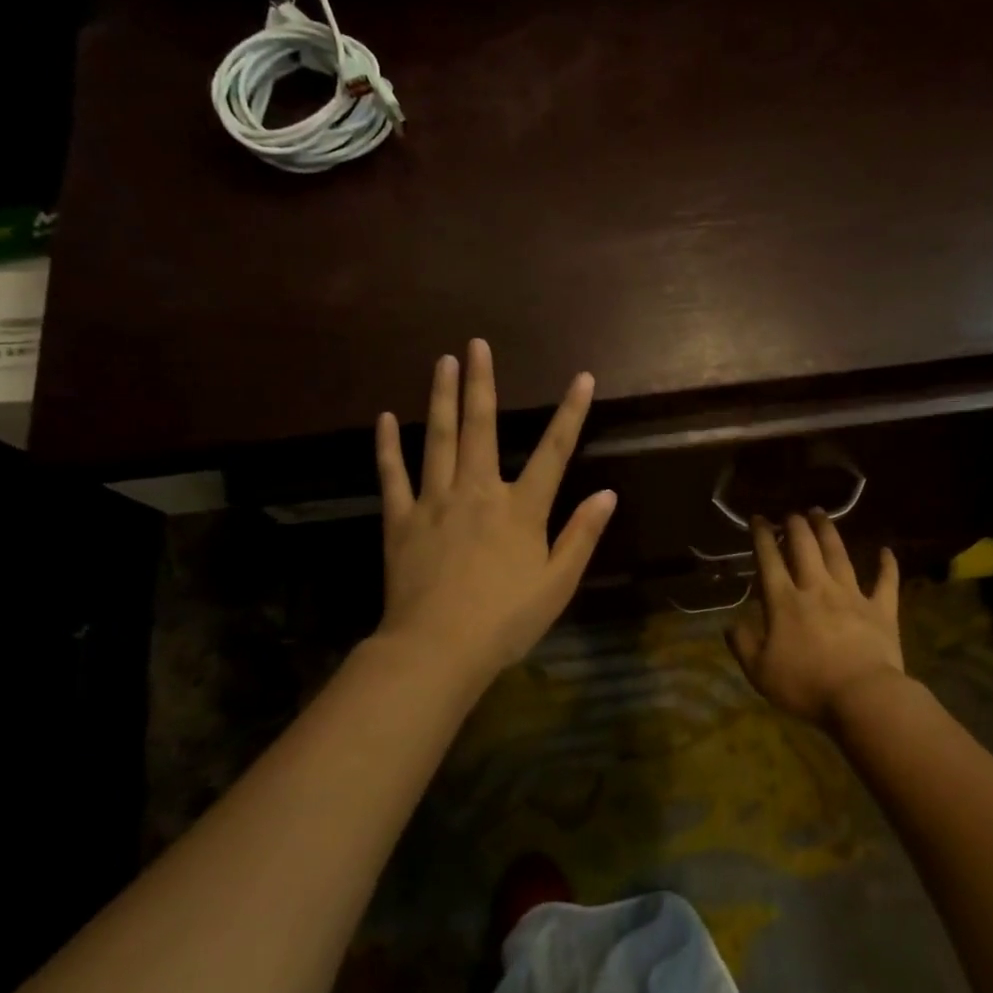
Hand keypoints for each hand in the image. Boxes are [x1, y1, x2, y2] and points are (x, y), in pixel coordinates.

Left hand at [375, 340, 616, 682]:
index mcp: (521, 509)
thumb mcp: (558, 583)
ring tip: (442, 363)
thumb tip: (606, 494)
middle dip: (482, 383)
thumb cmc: (505, 620)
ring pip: (438, 439)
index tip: (582, 378)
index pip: (553, 451)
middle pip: (481, 428)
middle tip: (477, 345)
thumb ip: (581, 535)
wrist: (438, 648)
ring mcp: (434, 502)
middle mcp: (478, 492)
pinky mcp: (400, 520)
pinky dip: (388, 446)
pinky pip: (393, 475)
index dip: (571, 413)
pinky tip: (385, 418)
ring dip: (441, 398)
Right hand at [727, 511, 904, 723]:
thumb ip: (742, 645)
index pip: (769, 560)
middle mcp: (817, 588)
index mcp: (784, 602)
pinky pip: (886, 582)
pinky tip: (886, 550)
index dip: (762, 537)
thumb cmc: (806, 686)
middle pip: (804, 548)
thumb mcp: (759, 672)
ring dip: (828, 532)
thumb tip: (730, 624)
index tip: (758, 519)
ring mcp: (852, 596)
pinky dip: (887, 565)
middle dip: (795, 526)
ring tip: (820, 514)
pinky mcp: (881, 609)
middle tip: (791, 514)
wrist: (862, 696)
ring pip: (839, 555)